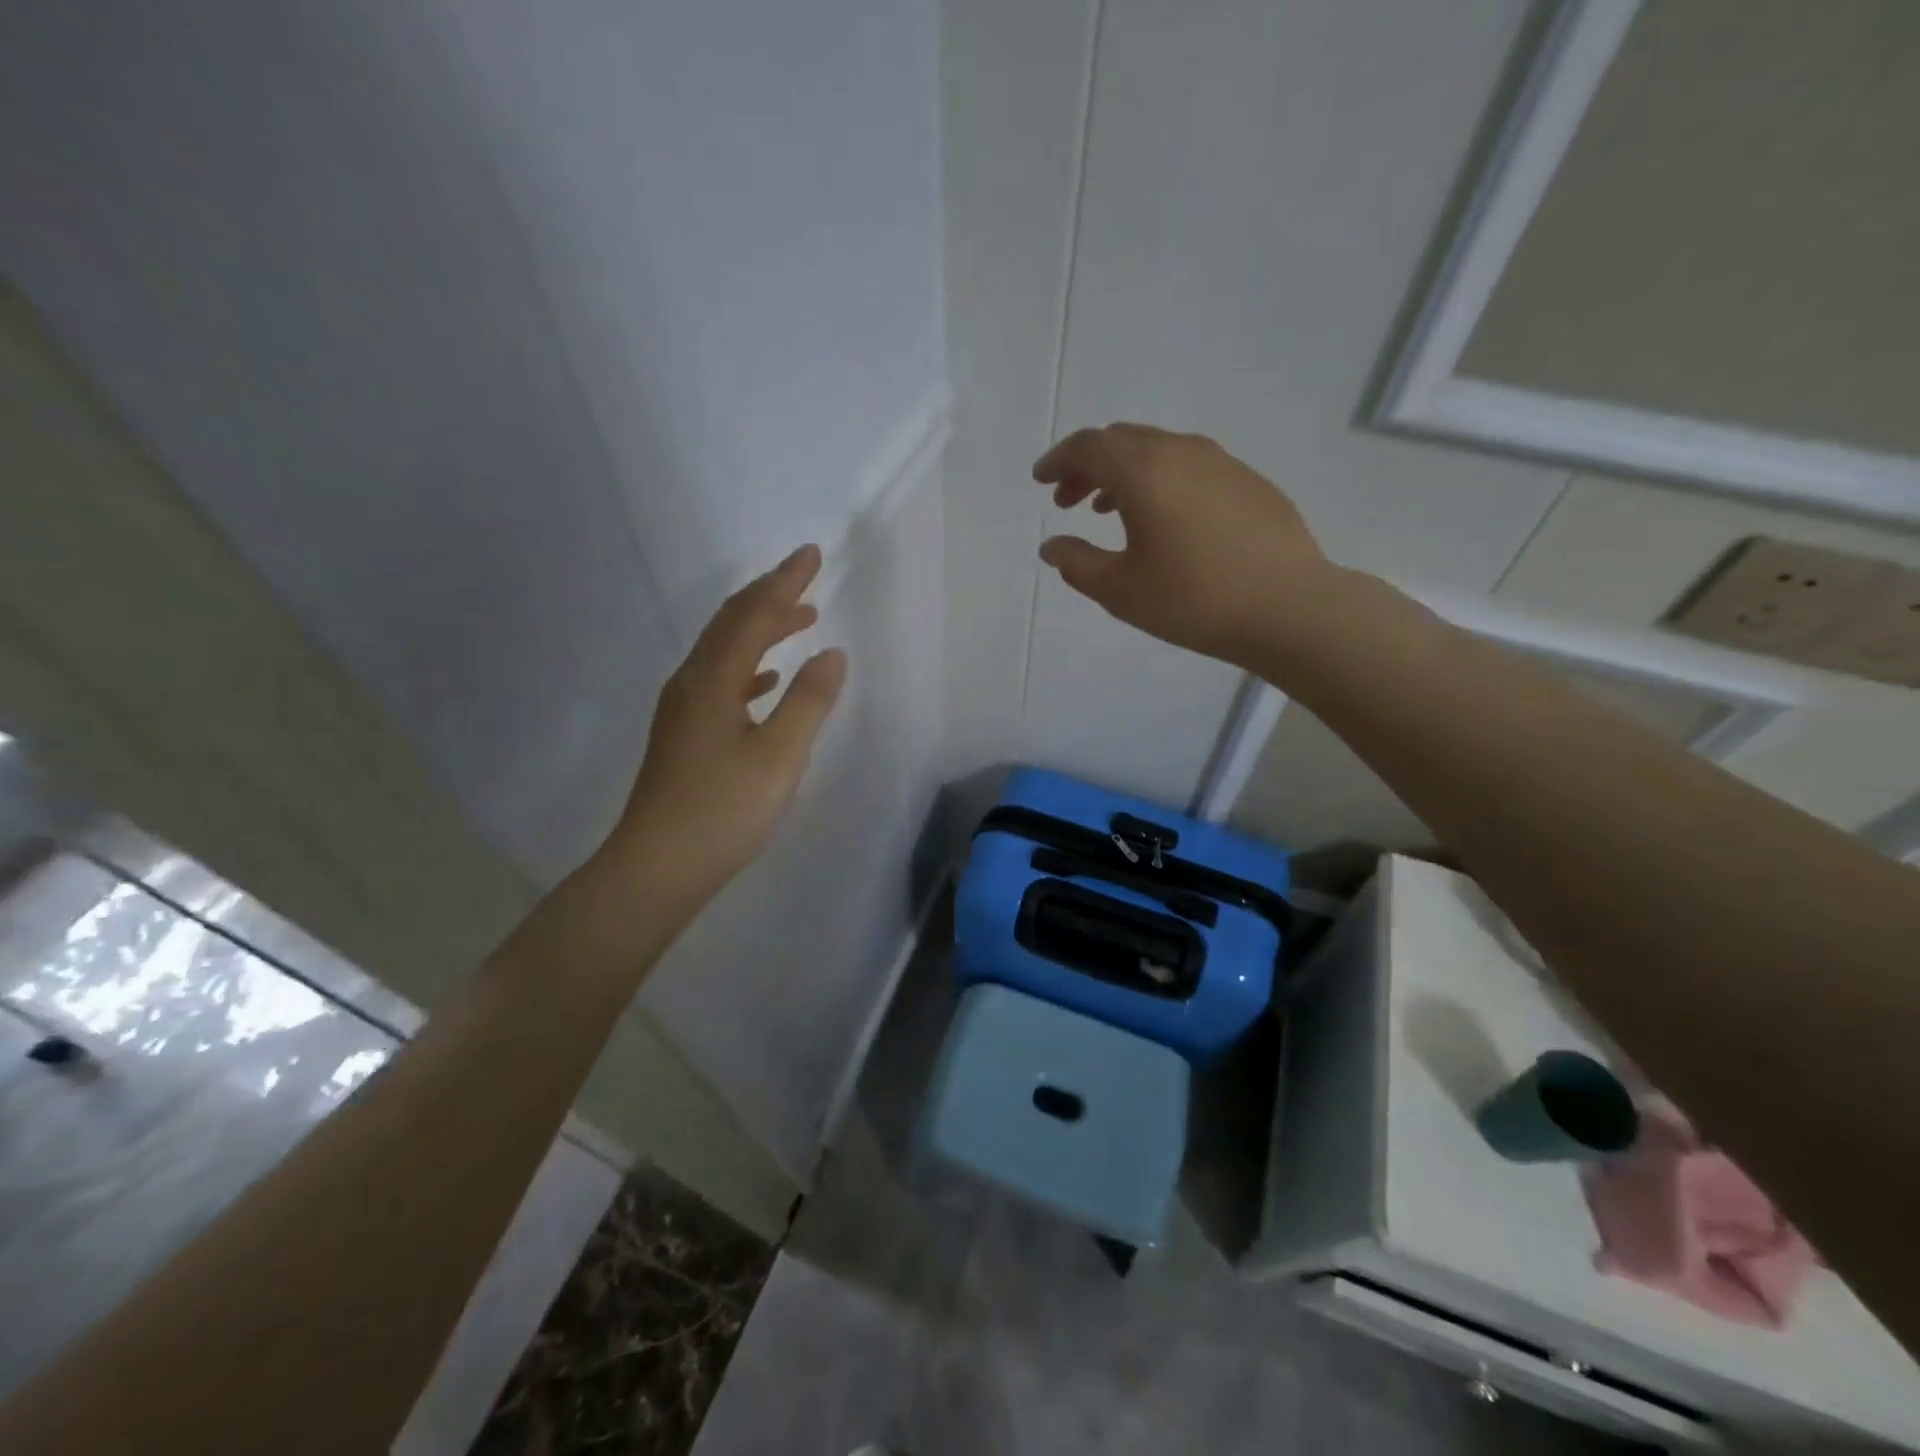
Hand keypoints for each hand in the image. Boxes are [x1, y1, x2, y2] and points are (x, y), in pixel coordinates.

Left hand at [606, 544, 846, 905]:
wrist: (657, 867)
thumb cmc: (723, 810)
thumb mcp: (779, 756)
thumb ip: (809, 701)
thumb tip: (832, 653)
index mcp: (713, 680)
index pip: (753, 615)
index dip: (784, 583)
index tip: (811, 555)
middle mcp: (691, 683)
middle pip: (731, 624)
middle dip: (769, 596)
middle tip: (805, 577)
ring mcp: (682, 710)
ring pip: (724, 651)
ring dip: (761, 630)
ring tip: (798, 621)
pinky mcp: (683, 734)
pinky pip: (719, 680)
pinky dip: (747, 667)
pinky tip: (765, 681)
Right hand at [1033, 424, 1333, 669]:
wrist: (1288, 607)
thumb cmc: (1192, 600)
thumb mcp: (1119, 590)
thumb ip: (1076, 563)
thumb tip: (1052, 546)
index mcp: (1143, 471)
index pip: (1088, 447)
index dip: (1058, 461)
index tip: (1041, 481)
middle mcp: (1181, 452)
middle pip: (1121, 440)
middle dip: (1087, 466)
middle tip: (1069, 502)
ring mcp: (1221, 462)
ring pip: (1157, 450)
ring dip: (1124, 472)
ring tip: (1109, 510)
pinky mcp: (1248, 480)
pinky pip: (1189, 465)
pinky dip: (1161, 479)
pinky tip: (1164, 519)